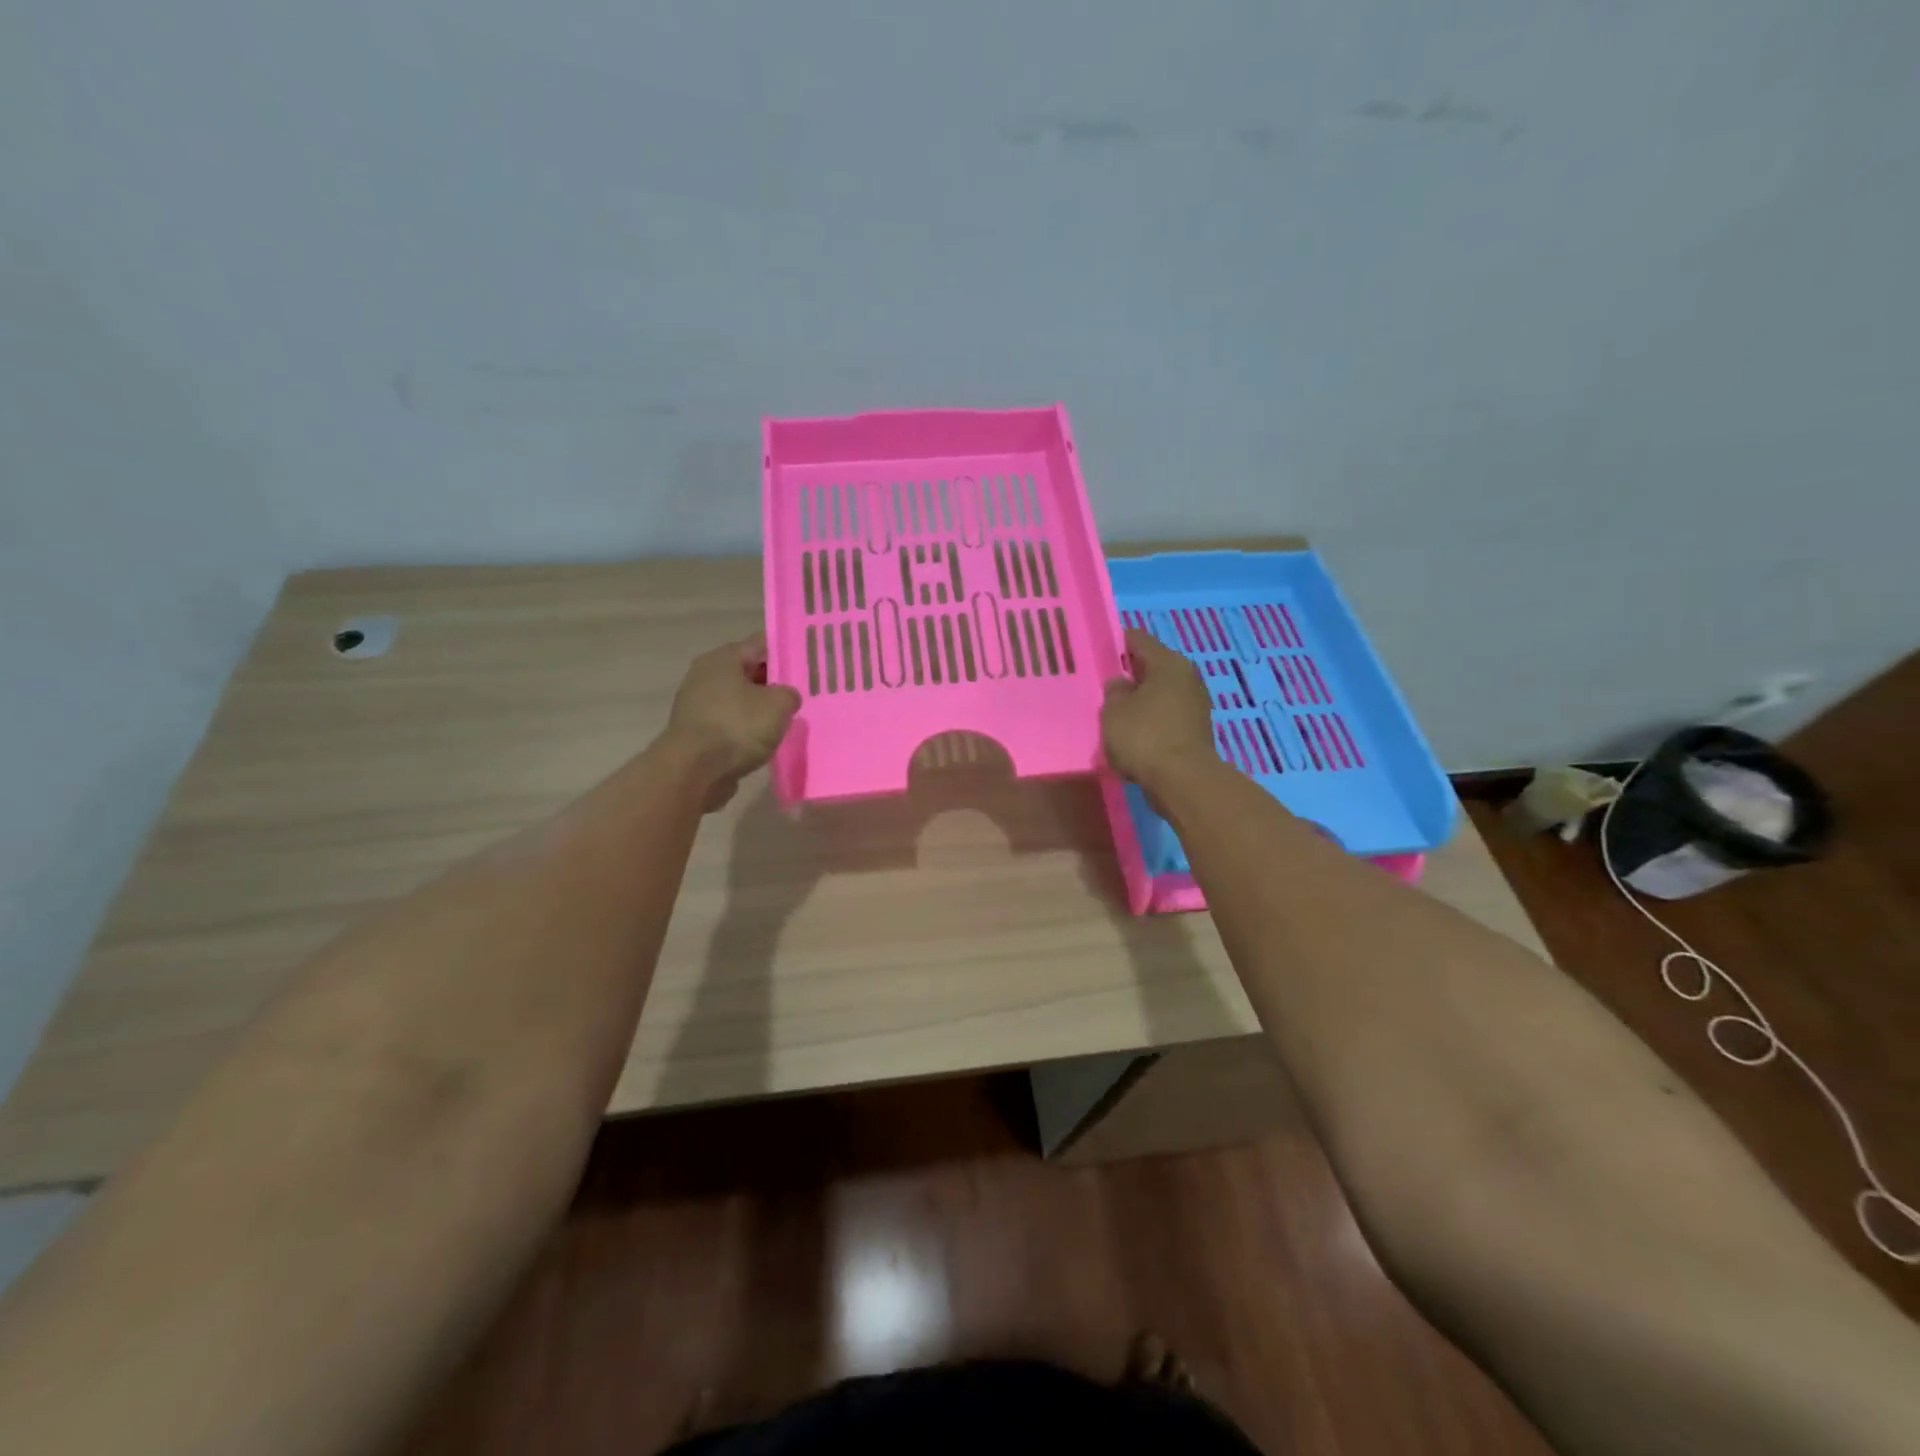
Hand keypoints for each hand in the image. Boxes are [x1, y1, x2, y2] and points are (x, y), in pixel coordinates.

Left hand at [661, 634, 801, 811]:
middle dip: (774, 682)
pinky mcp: (696, 733)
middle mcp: (705, 676)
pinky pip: (729, 724)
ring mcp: (697, 705)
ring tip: (786, 719)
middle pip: (748, 672)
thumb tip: (786, 697)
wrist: (694, 771)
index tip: (808, 662)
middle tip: (802, 692)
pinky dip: (745, 730)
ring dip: (759, 709)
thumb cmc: (737, 726)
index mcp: (723, 658)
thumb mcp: (779, 704)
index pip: (760, 644)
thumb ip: (789, 693)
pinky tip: (764, 741)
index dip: (786, 651)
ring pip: (738, 700)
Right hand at [1101, 627, 1216, 791]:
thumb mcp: (1114, 710)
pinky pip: (1165, 717)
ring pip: (1159, 693)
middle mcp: (1186, 677)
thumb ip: (1114, 691)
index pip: (1138, 640)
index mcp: (1168, 662)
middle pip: (1152, 667)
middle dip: (1128, 674)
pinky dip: (1150, 721)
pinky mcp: (1194, 731)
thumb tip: (1121, 683)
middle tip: (1102, 684)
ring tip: (1114, 711)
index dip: (1115, 643)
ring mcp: (1195, 705)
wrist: (1182, 781)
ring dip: (1140, 700)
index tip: (1096, 653)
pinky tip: (1131, 733)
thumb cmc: (1144, 736)